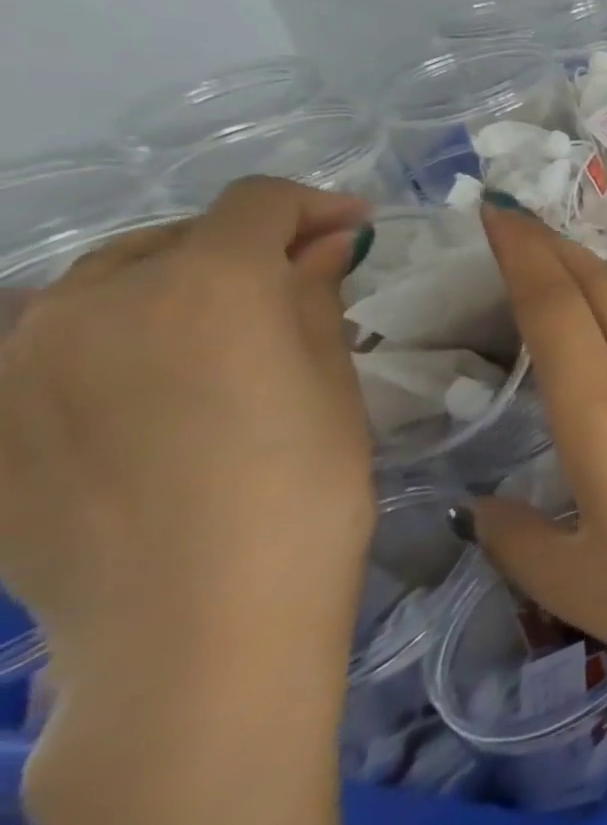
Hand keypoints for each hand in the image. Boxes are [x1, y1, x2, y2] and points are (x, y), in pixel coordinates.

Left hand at [0, 177, 377, 694]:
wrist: (193, 621)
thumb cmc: (304, 484)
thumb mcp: (332, 378)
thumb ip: (314, 295)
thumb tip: (322, 244)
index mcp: (206, 283)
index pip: (258, 202)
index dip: (315, 206)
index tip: (355, 232)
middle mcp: (95, 301)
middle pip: (173, 235)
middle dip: (242, 245)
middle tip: (296, 284)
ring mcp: (21, 362)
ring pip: (101, 284)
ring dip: (171, 285)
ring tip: (220, 333)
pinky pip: (55, 345)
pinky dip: (115, 339)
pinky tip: (155, 390)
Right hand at [469, 201, 606, 697]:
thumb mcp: (579, 585)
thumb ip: (521, 540)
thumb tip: (485, 509)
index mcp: (605, 410)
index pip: (555, 308)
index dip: (522, 254)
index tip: (497, 213)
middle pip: (605, 291)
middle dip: (558, 251)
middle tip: (519, 226)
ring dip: (601, 283)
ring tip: (567, 276)